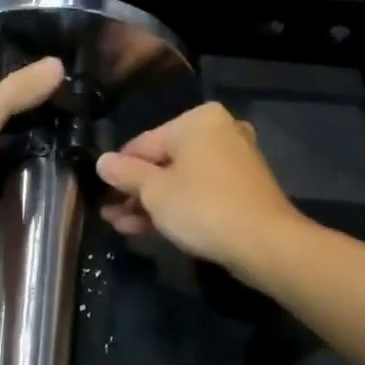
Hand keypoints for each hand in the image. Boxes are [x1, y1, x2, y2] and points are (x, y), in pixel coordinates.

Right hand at [96, 102, 302, 272]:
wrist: (264, 244)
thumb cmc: (202, 207)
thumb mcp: (153, 191)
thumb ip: (125, 174)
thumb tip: (102, 161)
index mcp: (197, 121)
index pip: (143, 144)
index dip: (118, 171)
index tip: (100, 193)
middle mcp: (218, 132)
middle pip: (162, 162)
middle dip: (133, 191)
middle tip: (108, 213)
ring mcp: (233, 161)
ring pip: (179, 181)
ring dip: (149, 203)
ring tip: (119, 225)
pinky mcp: (241, 189)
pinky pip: (198, 192)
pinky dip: (174, 207)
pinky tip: (146, 228)